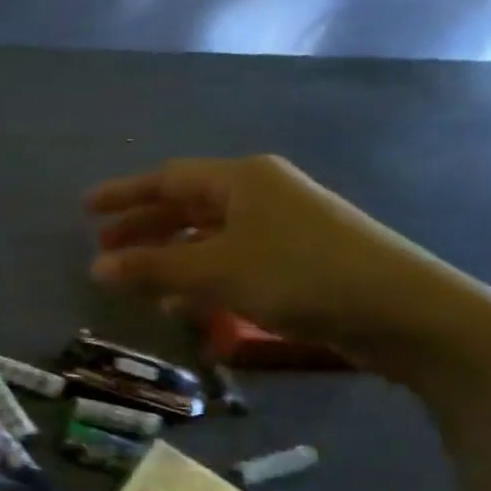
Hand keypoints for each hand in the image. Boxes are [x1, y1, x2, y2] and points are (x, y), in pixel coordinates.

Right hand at [85, 155, 490, 375]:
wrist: (405, 311)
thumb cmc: (300, 275)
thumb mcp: (216, 270)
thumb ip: (153, 267)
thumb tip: (96, 268)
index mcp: (241, 179)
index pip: (167, 179)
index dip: (124, 195)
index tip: (86, 210)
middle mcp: (260, 194)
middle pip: (186, 205)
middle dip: (143, 227)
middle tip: (104, 247)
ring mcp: (281, 227)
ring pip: (208, 236)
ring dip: (169, 257)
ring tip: (134, 280)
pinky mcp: (296, 261)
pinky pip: (232, 261)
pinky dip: (202, 279)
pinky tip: (183, 305)